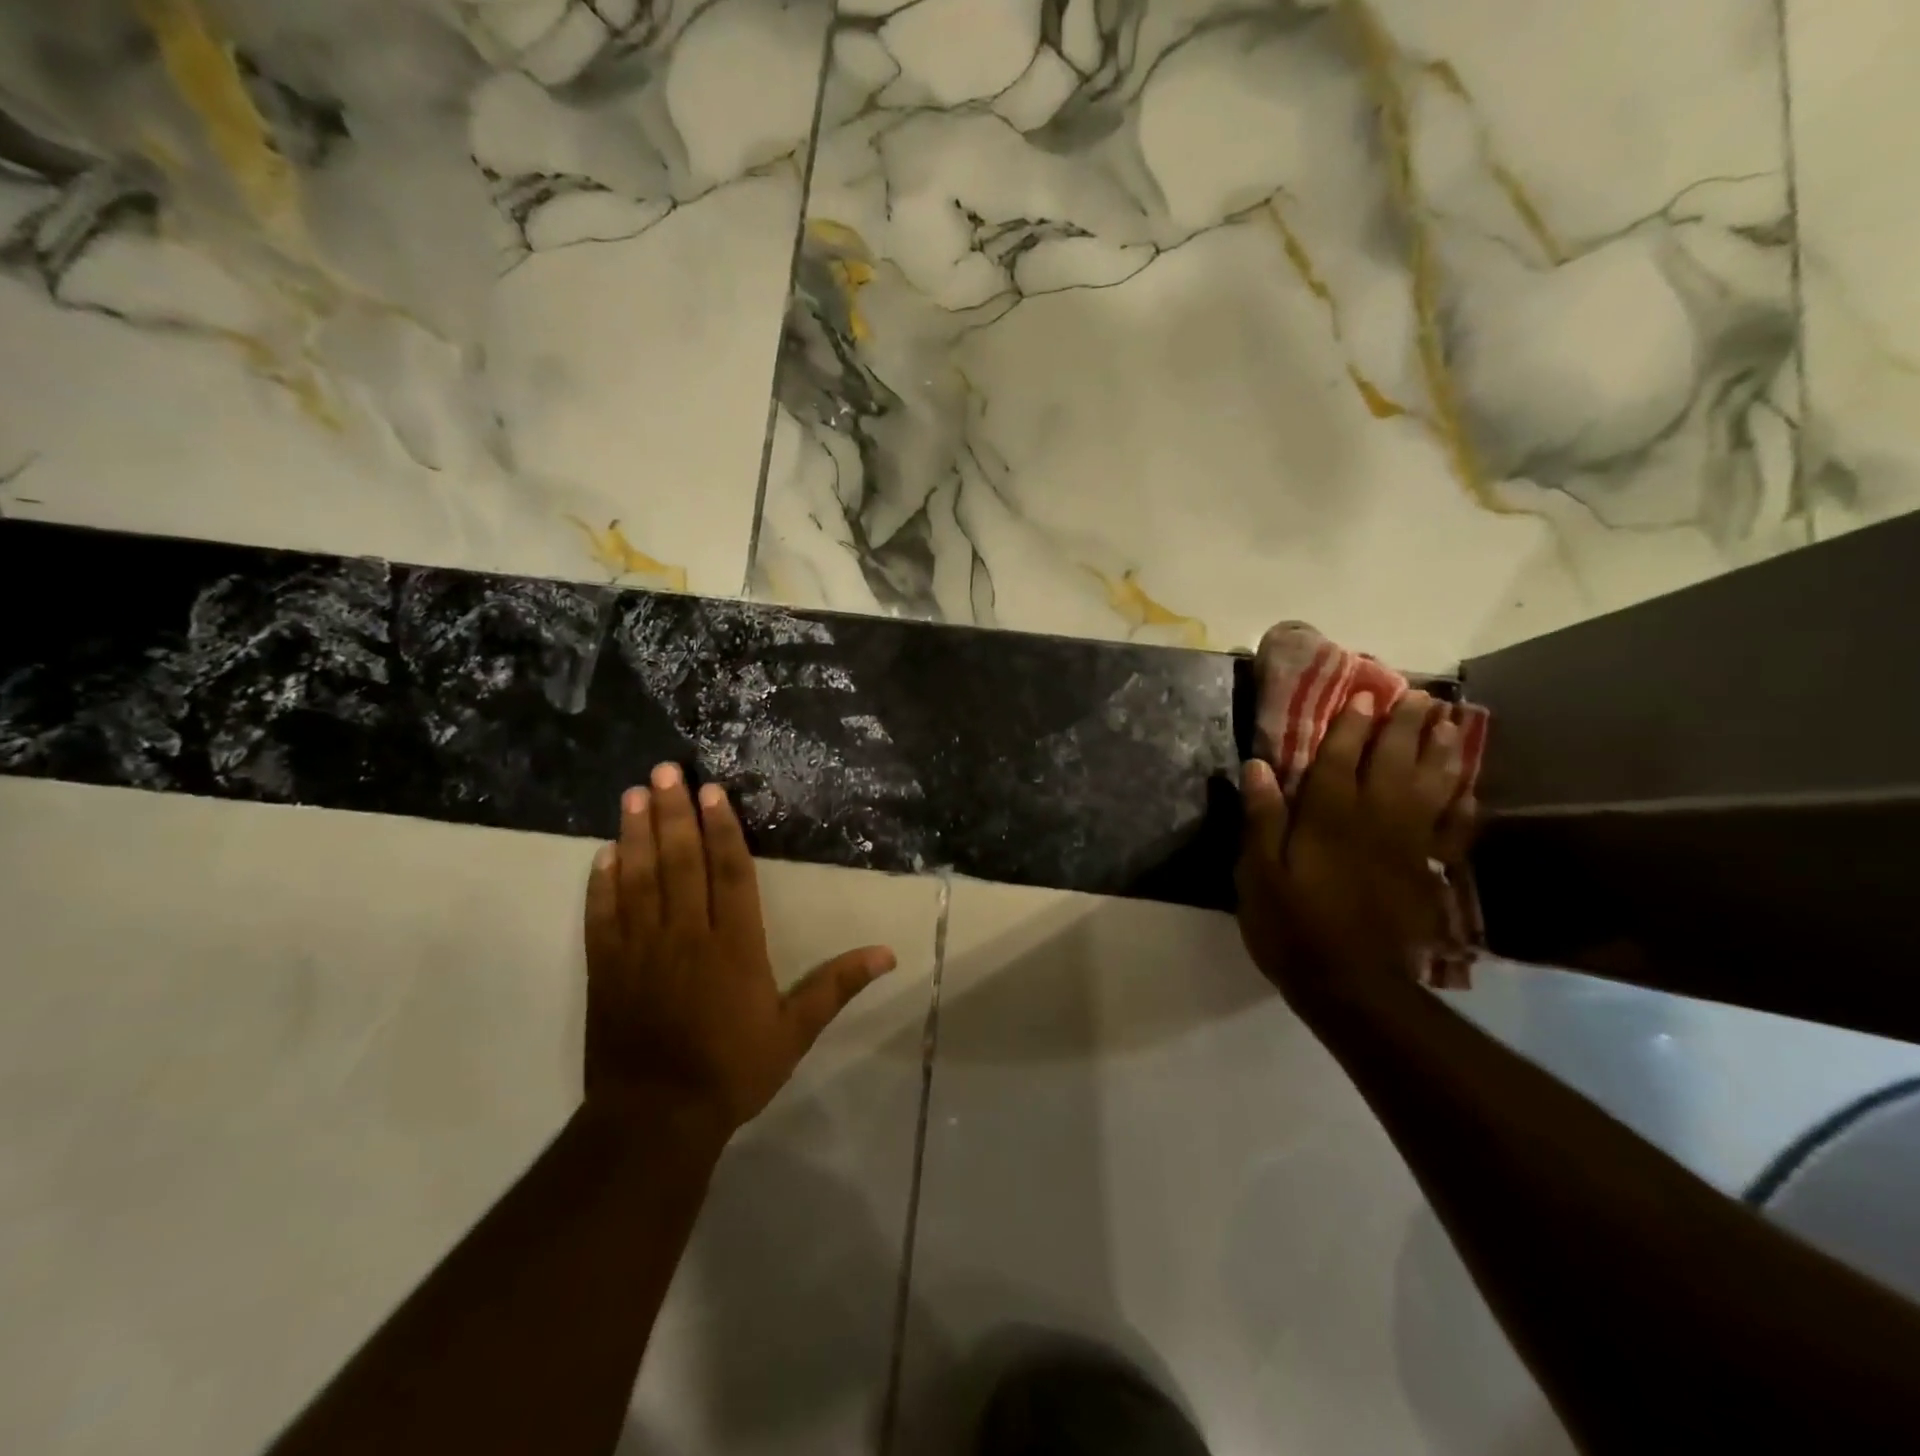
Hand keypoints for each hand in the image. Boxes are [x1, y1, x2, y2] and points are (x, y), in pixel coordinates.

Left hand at [582, 762, 897, 1138]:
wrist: (655, 1118)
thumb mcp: (794, 1032)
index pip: (730, 873)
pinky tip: (603, 854)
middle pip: (681, 862)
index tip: (711, 792)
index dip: (722, 829)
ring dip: (636, 834)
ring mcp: (641, 950)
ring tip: (634, 794)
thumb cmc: (732, 1070)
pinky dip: (602, 883)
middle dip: (674, 814)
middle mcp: (687, 935)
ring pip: (639, 879)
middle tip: (664, 771)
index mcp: (734, 946)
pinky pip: (603, 916)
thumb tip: (888, 954)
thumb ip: (837, 986)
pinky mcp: (607, 969)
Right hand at [1236, 691, 1476, 1004]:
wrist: (1352, 986)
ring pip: (1430, 788)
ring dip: (1442, 754)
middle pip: (1393, 763)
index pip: (1340, 760)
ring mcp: (1407, 846)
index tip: (1363, 695)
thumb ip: (1261, 819)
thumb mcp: (1257, 875)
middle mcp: (1373, 822)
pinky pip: (1451, 831)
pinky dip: (1462, 807)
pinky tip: (1469, 789)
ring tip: (1453, 723)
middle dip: (1405, 727)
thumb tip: (1259, 767)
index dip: (1350, 726)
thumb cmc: (1292, 926)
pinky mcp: (1425, 873)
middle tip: (1420, 696)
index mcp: (1328, 819)